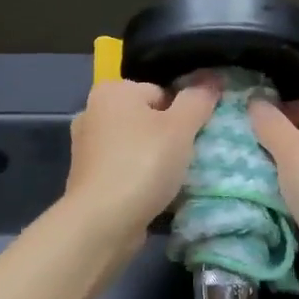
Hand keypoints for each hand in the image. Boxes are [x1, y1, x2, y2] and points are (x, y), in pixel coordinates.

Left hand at [64, 78, 219, 240]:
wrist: (103, 222)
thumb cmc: (143, 164)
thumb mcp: (181, 127)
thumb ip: (198, 99)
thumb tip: (212, 77)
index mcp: (112, 91)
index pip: (161, 91)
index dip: (183, 113)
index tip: (193, 137)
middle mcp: (92, 112)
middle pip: (148, 118)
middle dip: (169, 136)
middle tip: (187, 158)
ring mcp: (86, 147)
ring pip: (136, 145)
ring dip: (156, 159)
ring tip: (173, 179)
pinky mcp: (88, 178)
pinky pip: (125, 169)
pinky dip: (140, 178)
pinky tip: (153, 194)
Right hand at [249, 97, 298, 298]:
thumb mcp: (291, 152)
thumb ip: (271, 124)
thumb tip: (255, 100)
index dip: (279, 107)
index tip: (248, 120)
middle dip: (280, 139)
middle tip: (247, 147)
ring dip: (287, 168)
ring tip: (255, 173)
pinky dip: (298, 191)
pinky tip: (278, 200)